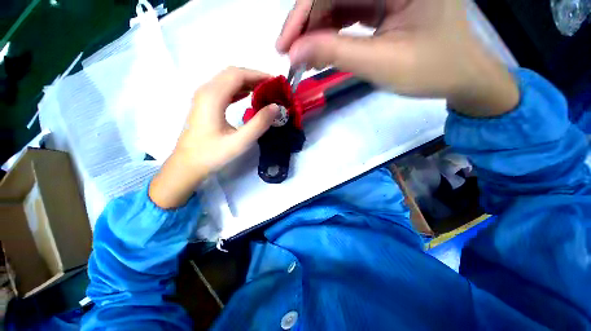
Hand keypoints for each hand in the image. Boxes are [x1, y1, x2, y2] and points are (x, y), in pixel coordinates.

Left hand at [150, 67, 279, 208]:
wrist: (188, 164)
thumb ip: (259, 123)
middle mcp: (206, 90)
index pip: (238, 75)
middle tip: (273, 88)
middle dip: (254, 77)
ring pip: (228, 80)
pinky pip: (224, 89)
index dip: (259, 75)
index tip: (276, 83)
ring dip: (247, 82)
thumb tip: (276, 107)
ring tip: (265, 92)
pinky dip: (239, 89)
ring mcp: (203, 96)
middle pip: (232, 73)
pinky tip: (248, 97)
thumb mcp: (240, 141)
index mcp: (213, 96)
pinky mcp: (205, 103)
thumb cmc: (212, 154)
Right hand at [276, 0, 518, 116]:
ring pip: (338, 0)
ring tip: (303, 58)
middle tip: (291, 55)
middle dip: (308, 23)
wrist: (459, 75)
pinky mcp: (385, 1)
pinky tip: (321, 50)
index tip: (284, 45)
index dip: (304, 12)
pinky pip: (348, 10)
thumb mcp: (380, 63)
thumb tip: (295, 54)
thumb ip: (335, 54)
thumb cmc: (431, 71)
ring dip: (316, 29)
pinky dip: (331, 31)